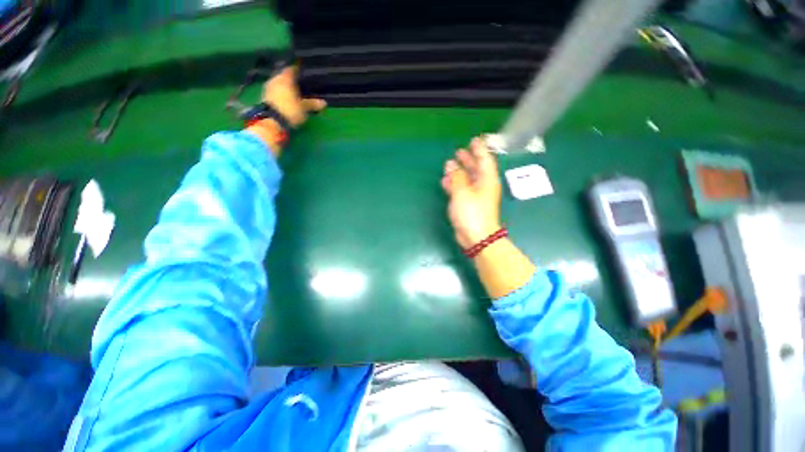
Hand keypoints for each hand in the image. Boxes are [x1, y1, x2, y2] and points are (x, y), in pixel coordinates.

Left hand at [262, 65, 325, 127]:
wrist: (271, 120)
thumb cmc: (290, 110)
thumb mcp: (303, 108)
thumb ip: (312, 104)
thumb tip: (324, 102)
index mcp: (285, 79)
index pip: (292, 69)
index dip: (297, 71)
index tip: (302, 74)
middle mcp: (275, 79)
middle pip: (284, 76)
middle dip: (290, 80)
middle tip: (298, 85)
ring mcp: (268, 87)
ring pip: (278, 83)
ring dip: (284, 87)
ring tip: (292, 93)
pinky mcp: (264, 95)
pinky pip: (274, 90)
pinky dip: (279, 93)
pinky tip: (284, 99)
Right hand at [441, 137, 502, 248]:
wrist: (476, 236)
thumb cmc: (471, 212)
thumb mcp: (462, 192)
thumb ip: (456, 177)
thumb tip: (451, 165)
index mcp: (487, 179)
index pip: (484, 159)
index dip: (479, 149)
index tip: (473, 140)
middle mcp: (483, 186)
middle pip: (476, 169)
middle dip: (468, 159)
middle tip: (459, 151)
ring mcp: (476, 196)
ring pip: (468, 179)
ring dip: (459, 172)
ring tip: (449, 165)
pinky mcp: (469, 205)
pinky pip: (462, 190)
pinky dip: (455, 184)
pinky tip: (446, 182)